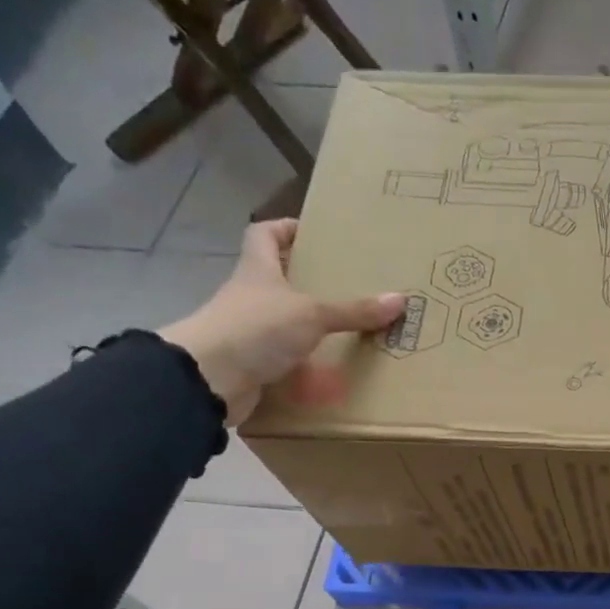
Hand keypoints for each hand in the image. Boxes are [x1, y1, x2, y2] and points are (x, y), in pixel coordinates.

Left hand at [159, 219, 405, 424]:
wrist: (209, 379)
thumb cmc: (256, 328)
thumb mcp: (312, 314)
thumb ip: (354, 310)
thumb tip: (400, 299)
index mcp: (257, 270)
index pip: (265, 235)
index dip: (287, 229)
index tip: (315, 234)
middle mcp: (250, 296)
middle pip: (277, 279)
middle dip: (308, 283)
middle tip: (346, 287)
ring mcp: (248, 332)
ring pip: (283, 322)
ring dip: (309, 328)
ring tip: (347, 332)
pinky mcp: (251, 364)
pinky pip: (284, 360)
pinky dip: (305, 366)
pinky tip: (331, 373)